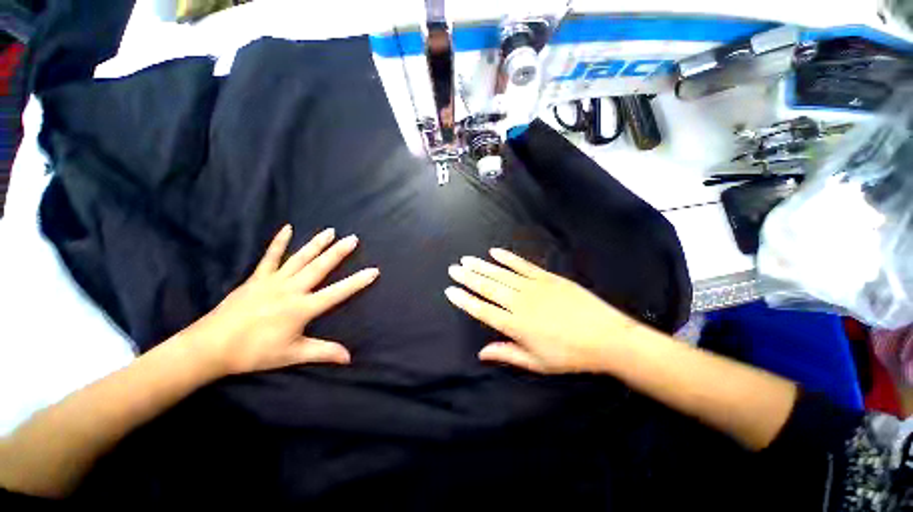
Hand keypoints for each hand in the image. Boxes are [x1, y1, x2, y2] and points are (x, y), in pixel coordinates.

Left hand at [185, 225, 378, 375]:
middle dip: (339, 252)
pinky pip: (270, 257)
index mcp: (302, 308)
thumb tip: (349, 358)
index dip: (357, 282)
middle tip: (353, 239)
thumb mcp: (292, 354)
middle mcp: (291, 289)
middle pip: (320, 267)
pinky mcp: (257, 278)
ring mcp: (273, 281)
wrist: (210, 347)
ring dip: (317, 244)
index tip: (374, 271)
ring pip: (300, 258)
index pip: (337, 292)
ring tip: (331, 231)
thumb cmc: (254, 352)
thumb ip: (323, 352)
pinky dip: (279, 242)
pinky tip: (287, 228)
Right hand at [445, 248, 640, 373]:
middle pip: (487, 288)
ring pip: (501, 274)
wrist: (606, 338)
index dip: (464, 300)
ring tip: (466, 259)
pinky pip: (522, 265)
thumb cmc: (570, 355)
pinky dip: (507, 258)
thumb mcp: (537, 362)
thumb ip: (507, 354)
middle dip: (468, 277)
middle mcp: (519, 303)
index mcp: (515, 325)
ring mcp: (533, 287)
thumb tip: (481, 354)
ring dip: (482, 266)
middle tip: (453, 269)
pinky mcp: (547, 277)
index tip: (450, 290)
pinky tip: (494, 252)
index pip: (482, 310)